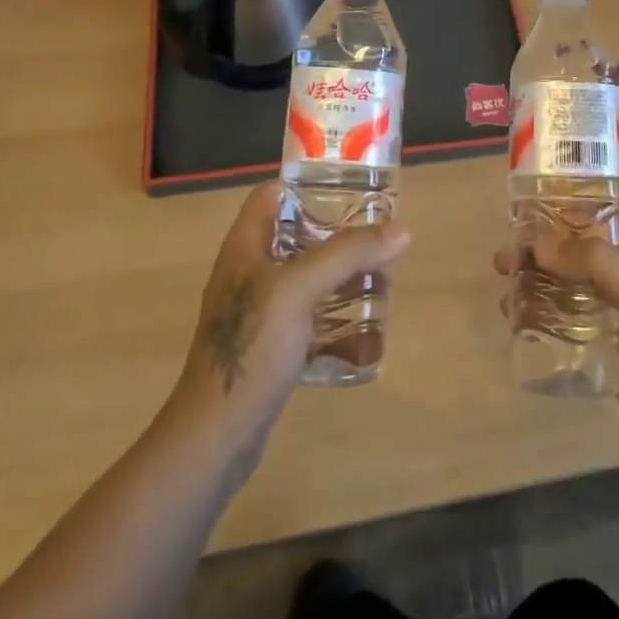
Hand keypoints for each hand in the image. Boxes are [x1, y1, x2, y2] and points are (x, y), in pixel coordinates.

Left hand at [165, 182, 410, 477]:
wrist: (216, 435)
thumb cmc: (252, 346)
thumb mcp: (299, 289)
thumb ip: (348, 254)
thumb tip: (402, 229)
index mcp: (246, 246)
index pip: (271, 195)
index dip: (306, 184)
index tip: (350, 187)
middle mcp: (250, 272)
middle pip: (297, 236)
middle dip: (338, 235)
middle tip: (378, 235)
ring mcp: (259, 312)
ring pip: (307, 279)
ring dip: (342, 277)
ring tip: (382, 277)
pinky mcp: (270, 347)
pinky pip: (309, 319)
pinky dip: (335, 319)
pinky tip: (365, 331)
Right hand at [495, 196, 618, 478]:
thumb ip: (599, 265)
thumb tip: (538, 242)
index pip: (613, 202)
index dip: (577, 191)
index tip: (534, 193)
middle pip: (581, 238)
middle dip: (542, 238)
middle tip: (506, 251)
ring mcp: (616, 306)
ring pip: (568, 273)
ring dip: (535, 271)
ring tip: (503, 280)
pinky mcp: (603, 338)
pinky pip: (565, 308)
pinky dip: (539, 304)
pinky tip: (515, 314)